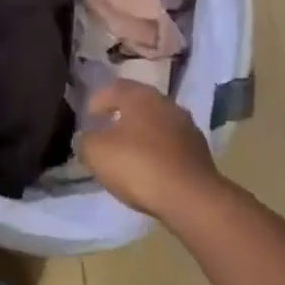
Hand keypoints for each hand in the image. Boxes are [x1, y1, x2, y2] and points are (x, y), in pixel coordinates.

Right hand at [77, 80, 225, 225]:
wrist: (191, 197)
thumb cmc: (139, 166)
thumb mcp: (97, 153)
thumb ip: (85, 140)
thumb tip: (87, 137)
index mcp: (140, 96)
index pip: (114, 87)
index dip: (98, 100)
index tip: (88, 116)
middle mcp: (166, 104)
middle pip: (138, 103)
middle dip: (121, 114)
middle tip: (106, 130)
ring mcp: (186, 126)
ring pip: (156, 123)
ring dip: (141, 133)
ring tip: (126, 152)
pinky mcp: (199, 151)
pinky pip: (170, 144)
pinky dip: (157, 150)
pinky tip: (149, 167)